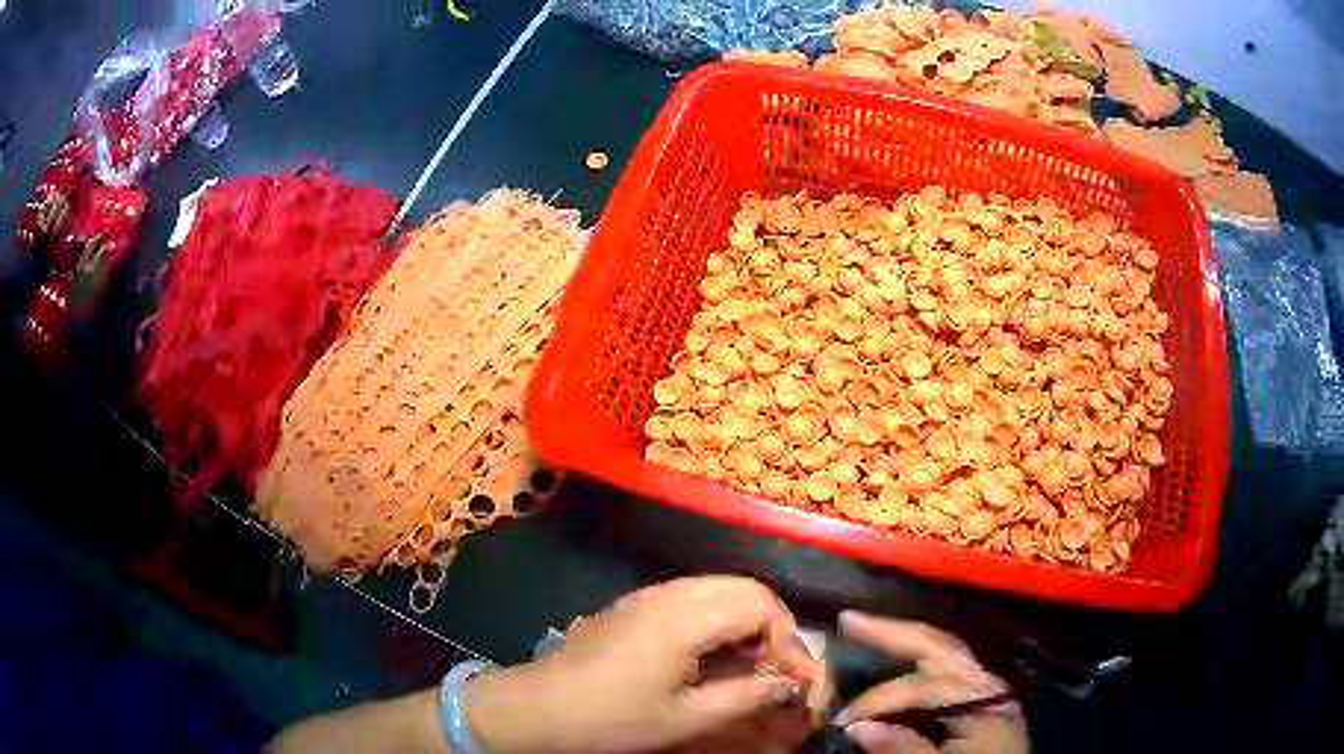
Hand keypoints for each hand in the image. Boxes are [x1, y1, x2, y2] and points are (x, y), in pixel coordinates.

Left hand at [461, 577, 816, 752]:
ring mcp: (649, 594)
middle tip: (775, 667)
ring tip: (749, 662)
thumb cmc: (613, 718)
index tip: (788, 677)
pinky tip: (712, 653)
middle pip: (745, 587)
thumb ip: (746, 696)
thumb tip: (790, 684)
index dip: (787, 638)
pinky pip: (694, 595)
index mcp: (684, 618)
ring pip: (720, 587)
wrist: (541, 707)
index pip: (761, 604)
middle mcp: (670, 593)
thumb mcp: (686, 717)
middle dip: (772, 624)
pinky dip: (719, 616)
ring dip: (746, 618)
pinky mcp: (635, 603)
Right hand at [834, 612, 1027, 753]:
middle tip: (849, 619)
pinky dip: (922, 658)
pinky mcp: (985, 699)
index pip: (922, 686)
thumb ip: (903, 748)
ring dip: (907, 639)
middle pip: (939, 646)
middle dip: (893, 632)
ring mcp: (989, 688)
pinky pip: (951, 667)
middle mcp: (987, 682)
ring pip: (946, 650)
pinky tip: (904, 657)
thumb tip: (855, 727)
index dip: (878, 700)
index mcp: (982, 699)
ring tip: (871, 629)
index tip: (841, 722)